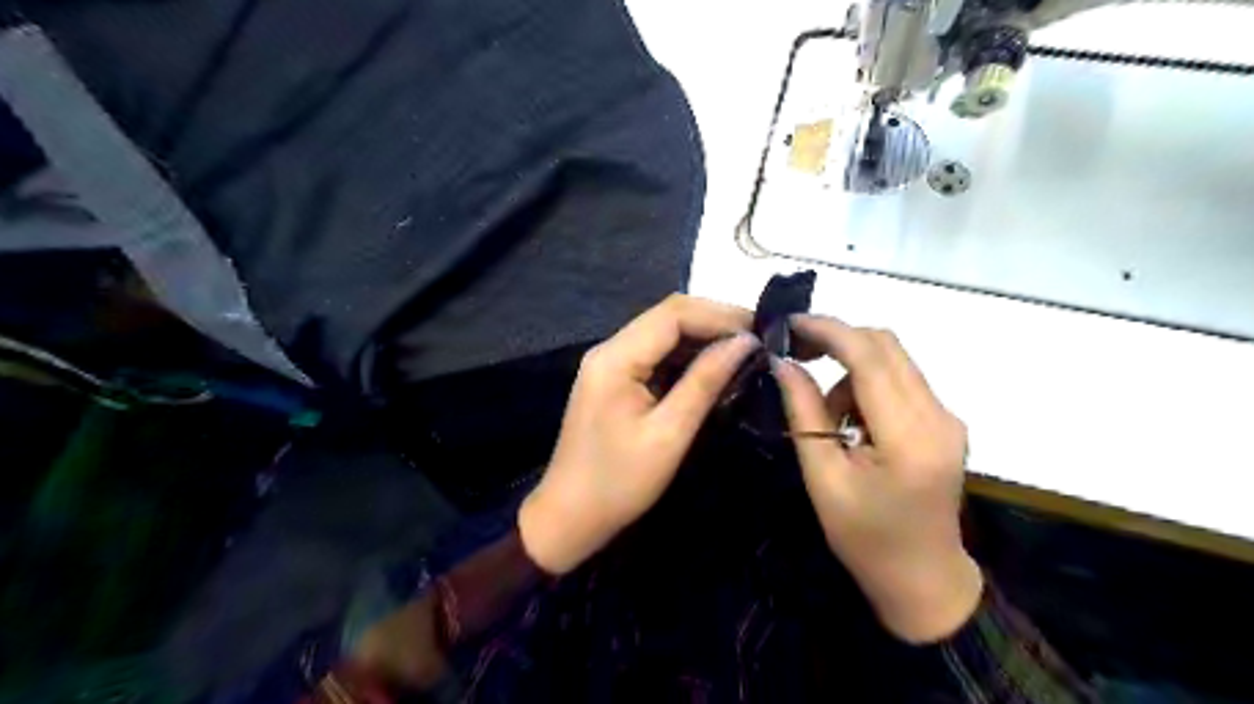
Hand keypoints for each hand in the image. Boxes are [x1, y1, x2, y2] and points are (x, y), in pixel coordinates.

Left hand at [516, 295, 752, 573]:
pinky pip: (654, 356)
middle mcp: (609, 349)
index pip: (673, 314)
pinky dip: (686, 357)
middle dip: (714, 323)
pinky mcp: (614, 380)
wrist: (570, 516)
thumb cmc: (619, 482)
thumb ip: (705, 382)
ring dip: (702, 338)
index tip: (761, 331)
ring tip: (744, 352)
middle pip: (667, 317)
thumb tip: (745, 343)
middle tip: (758, 340)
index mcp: (616, 357)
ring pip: (662, 334)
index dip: (719, 315)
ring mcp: (609, 364)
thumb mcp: (669, 433)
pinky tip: (713, 369)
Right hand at [776, 316, 978, 644]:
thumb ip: (805, 412)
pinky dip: (867, 385)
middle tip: (796, 355)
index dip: (829, 330)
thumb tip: (783, 362)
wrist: (922, 578)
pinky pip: (901, 380)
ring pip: (893, 359)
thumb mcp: (823, 477)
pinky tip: (853, 422)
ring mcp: (947, 417)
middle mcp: (939, 416)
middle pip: (886, 345)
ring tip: (829, 415)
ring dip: (851, 368)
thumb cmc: (865, 537)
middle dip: (838, 340)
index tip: (789, 324)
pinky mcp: (944, 421)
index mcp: (909, 436)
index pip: (870, 357)